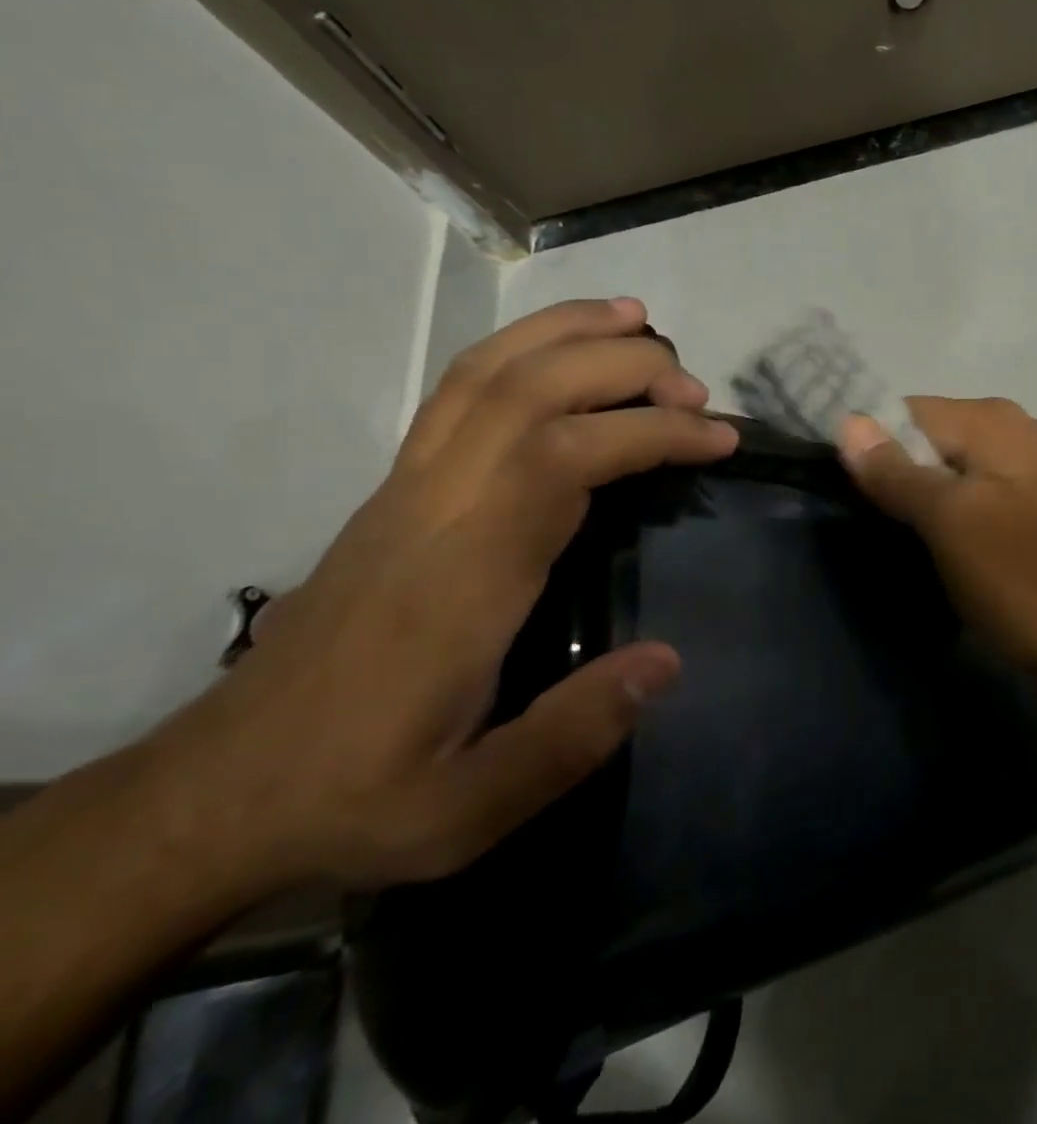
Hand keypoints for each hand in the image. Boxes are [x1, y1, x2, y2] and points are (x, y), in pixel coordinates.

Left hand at [150, 298, 737, 891]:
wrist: (221, 790)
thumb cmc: (358, 793)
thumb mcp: (467, 809)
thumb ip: (570, 736)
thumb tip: (668, 660)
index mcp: (463, 575)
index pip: (564, 458)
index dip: (650, 430)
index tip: (719, 439)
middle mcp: (435, 508)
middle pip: (529, 391)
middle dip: (625, 369)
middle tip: (699, 391)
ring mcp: (410, 487)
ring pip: (486, 373)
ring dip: (568, 335)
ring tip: (642, 323)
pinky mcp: (401, 486)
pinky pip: (460, 391)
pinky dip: (522, 349)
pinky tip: (566, 350)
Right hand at [838, 397, 1036, 684]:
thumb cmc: (1019, 576)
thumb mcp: (948, 522)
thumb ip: (896, 471)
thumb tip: (849, 422)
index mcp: (992, 420)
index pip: (906, 411)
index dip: (872, 448)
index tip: (852, 496)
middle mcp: (1017, 426)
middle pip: (932, 438)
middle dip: (900, 473)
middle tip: (880, 524)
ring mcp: (1035, 462)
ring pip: (956, 466)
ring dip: (928, 496)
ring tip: (908, 539)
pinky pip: (983, 489)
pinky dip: (959, 509)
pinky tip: (951, 544)